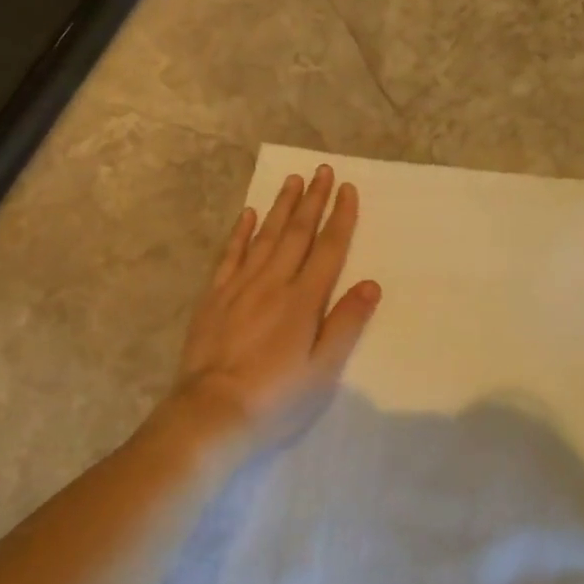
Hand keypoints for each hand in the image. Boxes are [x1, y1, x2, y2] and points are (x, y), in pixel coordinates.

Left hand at [166, 165, 380, 439]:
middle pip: (297, 234)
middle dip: (312, 200)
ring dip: (280, 207)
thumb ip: (346, 324)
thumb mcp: (323, 370)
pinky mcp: (213, 297)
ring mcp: (239, 287)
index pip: (328, 249)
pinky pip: (230, 255)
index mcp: (303, 301)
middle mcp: (273, 283)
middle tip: (321, 170)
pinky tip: (249, 215)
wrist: (211, 413)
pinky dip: (241, 233)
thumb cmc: (276, 399)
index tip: (347, 188)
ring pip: (264, 236)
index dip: (340, 218)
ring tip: (292, 180)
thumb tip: (371, 284)